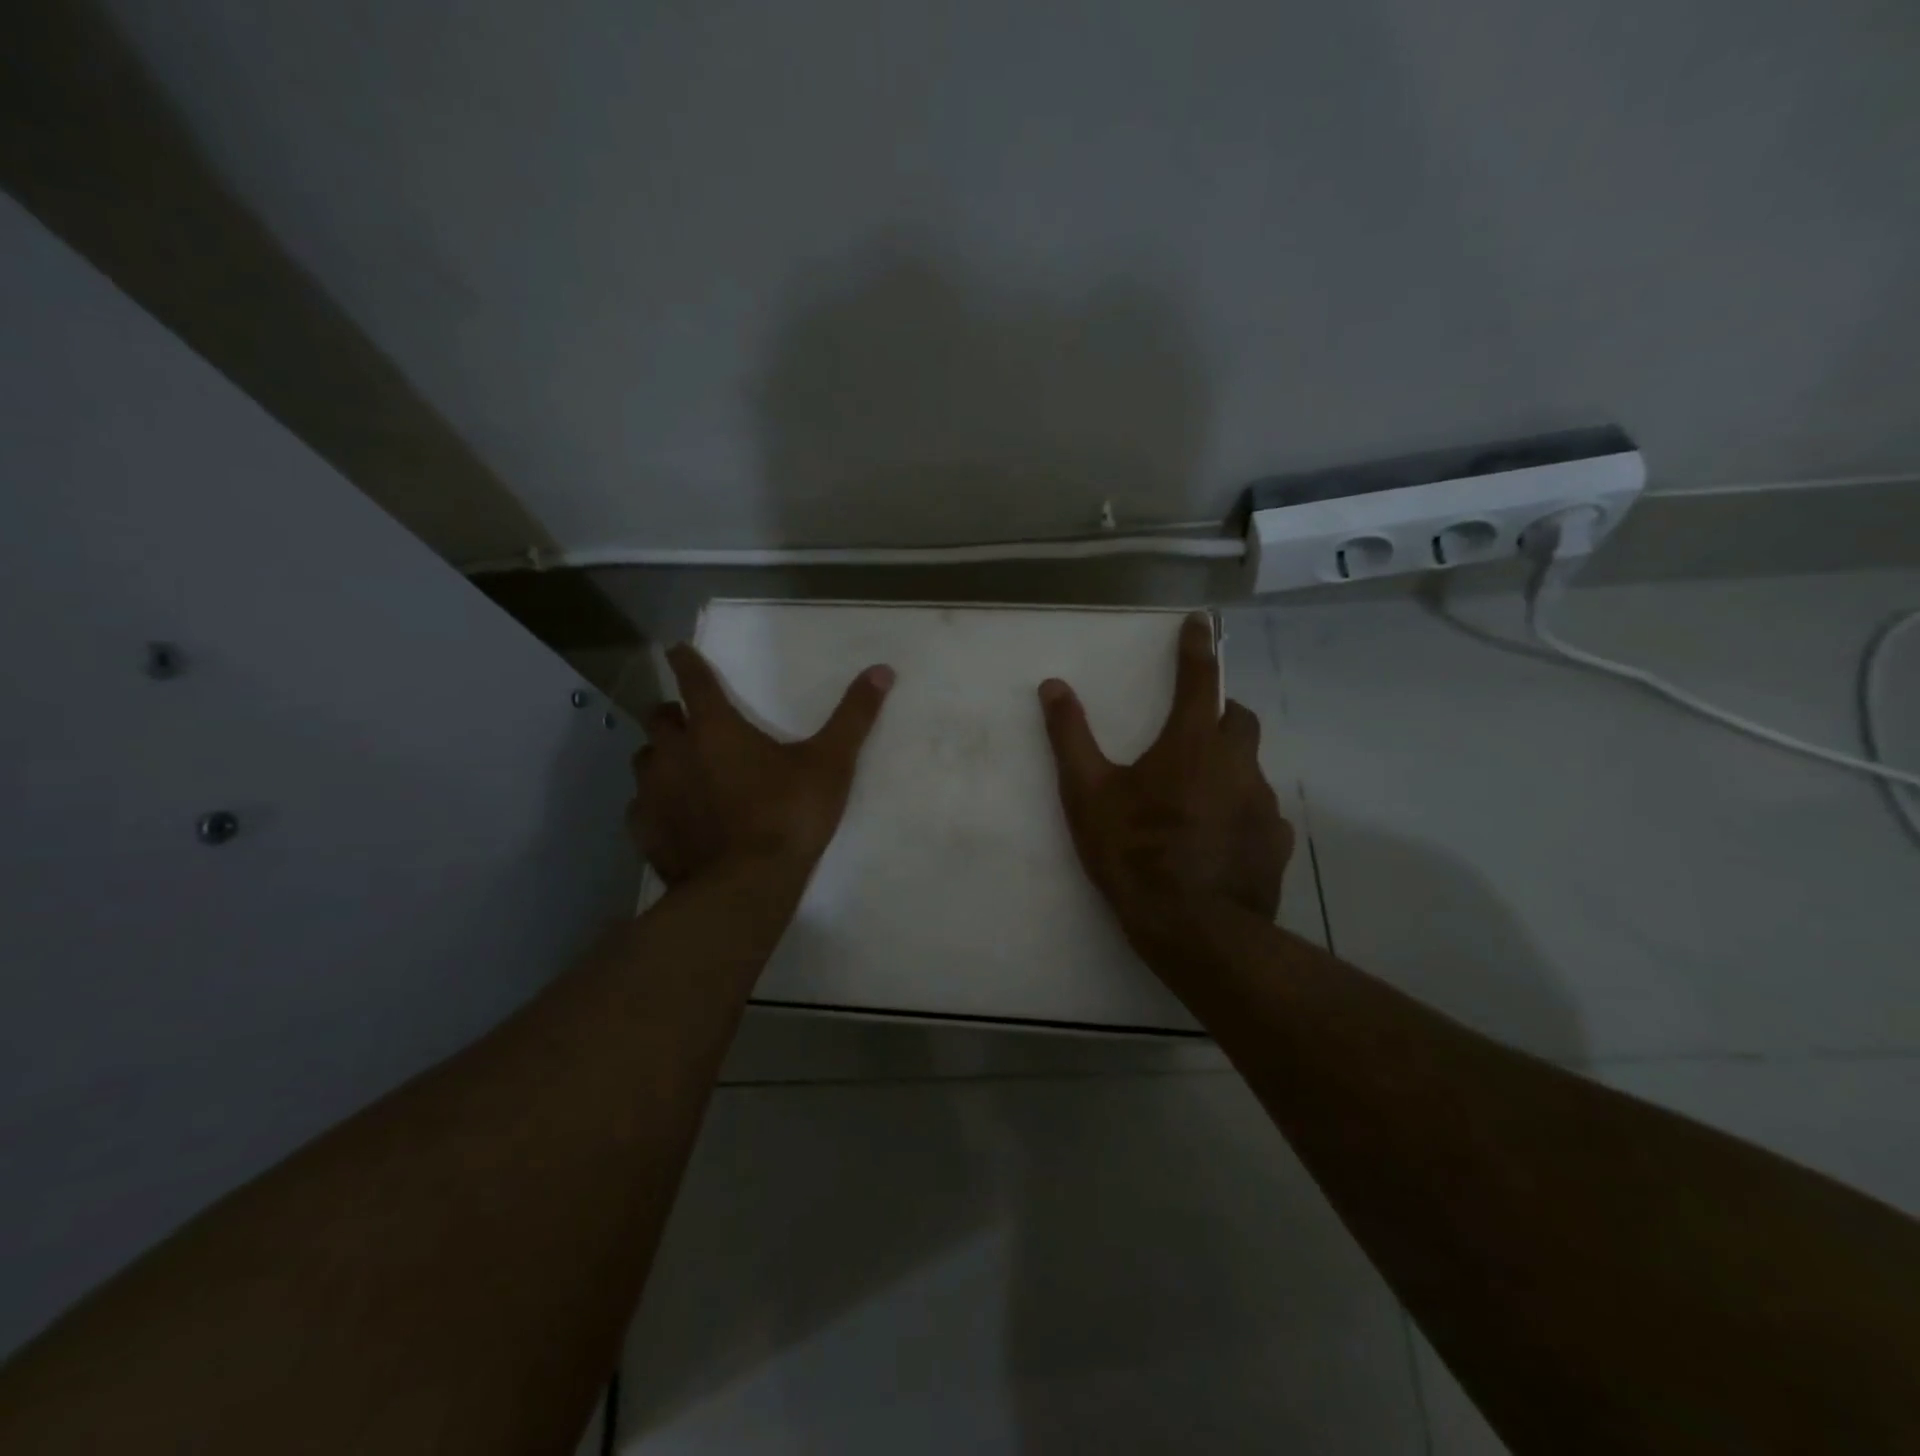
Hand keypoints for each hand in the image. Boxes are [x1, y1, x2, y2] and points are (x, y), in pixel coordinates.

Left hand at [629, 644, 893, 886]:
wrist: (746, 886)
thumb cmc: (789, 816)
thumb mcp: (830, 764)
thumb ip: (854, 716)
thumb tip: (883, 670)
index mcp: (715, 729)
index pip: (694, 681)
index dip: (686, 662)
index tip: (677, 650)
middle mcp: (675, 752)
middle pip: (659, 718)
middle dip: (672, 713)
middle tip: (689, 721)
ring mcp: (654, 793)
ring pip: (645, 760)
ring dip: (661, 757)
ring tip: (682, 769)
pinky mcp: (645, 831)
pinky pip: (641, 806)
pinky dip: (655, 803)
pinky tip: (673, 816)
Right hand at [1038, 612, 1290, 960]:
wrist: (1193, 929)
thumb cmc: (1134, 853)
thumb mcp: (1087, 795)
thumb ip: (1070, 737)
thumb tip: (1053, 686)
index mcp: (1191, 744)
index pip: (1199, 680)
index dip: (1197, 648)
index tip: (1201, 622)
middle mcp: (1236, 764)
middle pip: (1239, 719)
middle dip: (1220, 711)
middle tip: (1194, 728)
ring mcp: (1262, 804)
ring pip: (1249, 767)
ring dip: (1227, 766)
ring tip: (1196, 796)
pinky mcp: (1275, 842)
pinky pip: (1259, 812)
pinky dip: (1239, 810)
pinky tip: (1217, 838)